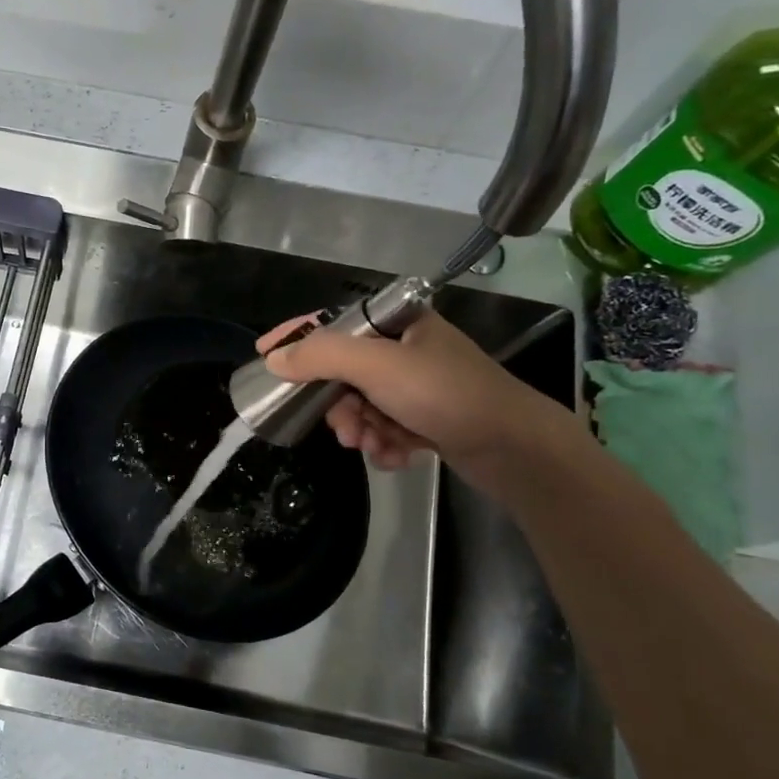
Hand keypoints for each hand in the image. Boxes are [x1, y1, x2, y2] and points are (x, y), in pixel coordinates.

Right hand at [257, 310, 574, 487]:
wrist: (514, 447)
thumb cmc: (445, 393)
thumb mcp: (377, 367)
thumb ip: (321, 356)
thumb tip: (275, 358)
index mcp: (399, 323)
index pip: (333, 322)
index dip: (296, 336)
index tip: (264, 354)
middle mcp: (407, 349)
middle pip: (344, 373)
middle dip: (339, 406)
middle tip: (344, 429)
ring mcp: (419, 386)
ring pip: (363, 405)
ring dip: (362, 429)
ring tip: (375, 446)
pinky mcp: (429, 418)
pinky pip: (385, 427)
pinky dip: (384, 443)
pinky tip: (398, 456)